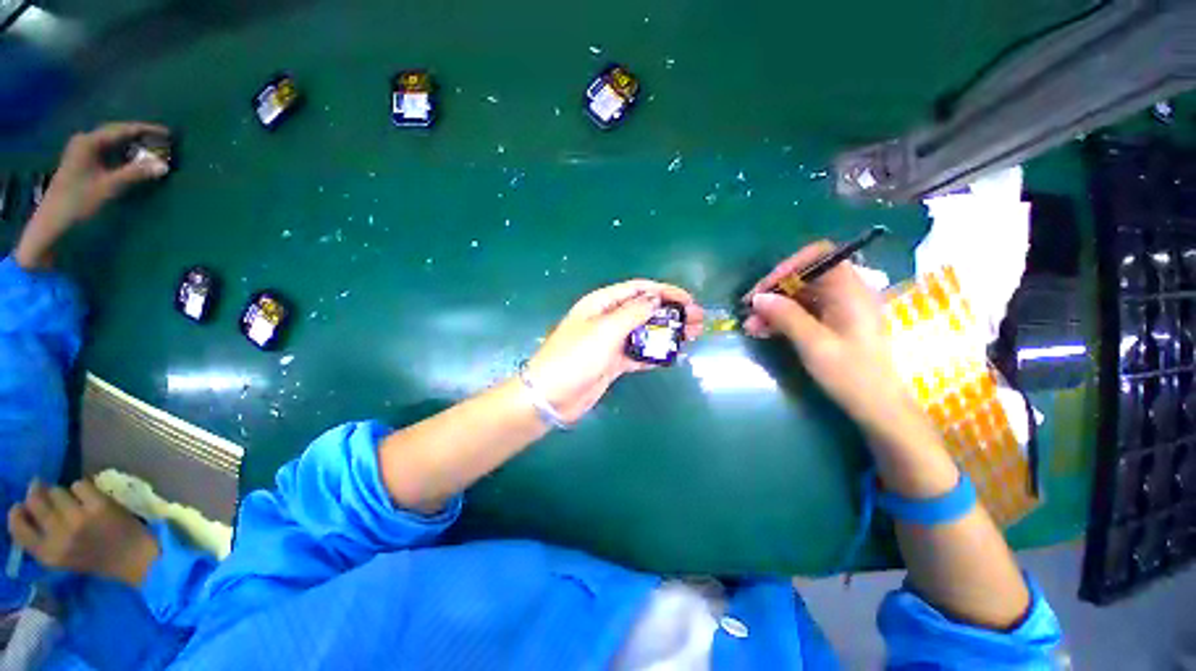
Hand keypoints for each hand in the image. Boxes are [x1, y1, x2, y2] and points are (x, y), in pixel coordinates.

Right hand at [7, 480, 159, 586]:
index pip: (18, 528)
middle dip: (38, 493)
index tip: (21, 505)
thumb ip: (41, 537)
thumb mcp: (60, 556)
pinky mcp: (99, 506)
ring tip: (73, 502)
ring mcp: (79, 519)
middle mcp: (59, 536)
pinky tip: (91, 498)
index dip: (17, 513)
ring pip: (56, 490)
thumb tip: (23, 506)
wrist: (132, 557)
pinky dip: (84, 488)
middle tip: (44, 491)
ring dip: (63, 493)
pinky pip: (80, 484)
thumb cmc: (94, 557)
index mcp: (48, 554)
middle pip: (35, 501)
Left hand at [15, 122, 169, 268]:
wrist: (53, 221)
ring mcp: (82, 151)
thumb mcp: (109, 187)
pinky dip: (123, 153)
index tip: (168, 133)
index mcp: (90, 141)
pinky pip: (107, 151)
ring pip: (112, 142)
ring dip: (132, 145)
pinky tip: (133, 158)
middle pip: (117, 133)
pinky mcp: (82, 162)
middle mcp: (85, 141)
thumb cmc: (79, 202)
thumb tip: (164, 166)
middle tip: (162, 141)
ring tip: (151, 149)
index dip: (146, 130)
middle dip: (139, 136)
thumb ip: (136, 174)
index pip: (123, 130)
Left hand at [526, 280, 703, 423]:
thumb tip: (656, 298)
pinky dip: (655, 352)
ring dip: (667, 332)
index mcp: (602, 303)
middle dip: (671, 312)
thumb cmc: (576, 357)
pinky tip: (672, 355)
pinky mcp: (613, 362)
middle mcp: (608, 319)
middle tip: (697, 321)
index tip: (689, 300)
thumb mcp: (605, 330)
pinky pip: (639, 353)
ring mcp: (611, 341)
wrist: (552, 395)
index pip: (639, 289)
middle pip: (645, 309)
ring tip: (691, 337)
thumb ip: (633, 312)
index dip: (665, 291)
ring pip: (644, 331)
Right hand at [742, 242, 914, 436]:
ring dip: (773, 307)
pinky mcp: (832, 324)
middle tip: (749, 310)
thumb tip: (758, 298)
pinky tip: (762, 331)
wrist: (877, 407)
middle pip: (804, 277)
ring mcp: (839, 309)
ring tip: (750, 326)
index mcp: (851, 290)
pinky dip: (782, 319)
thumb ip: (786, 316)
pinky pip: (802, 312)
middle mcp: (846, 293)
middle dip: (774, 291)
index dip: (789, 266)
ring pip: (799, 296)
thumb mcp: (814, 344)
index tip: (765, 288)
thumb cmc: (852, 374)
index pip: (820, 256)